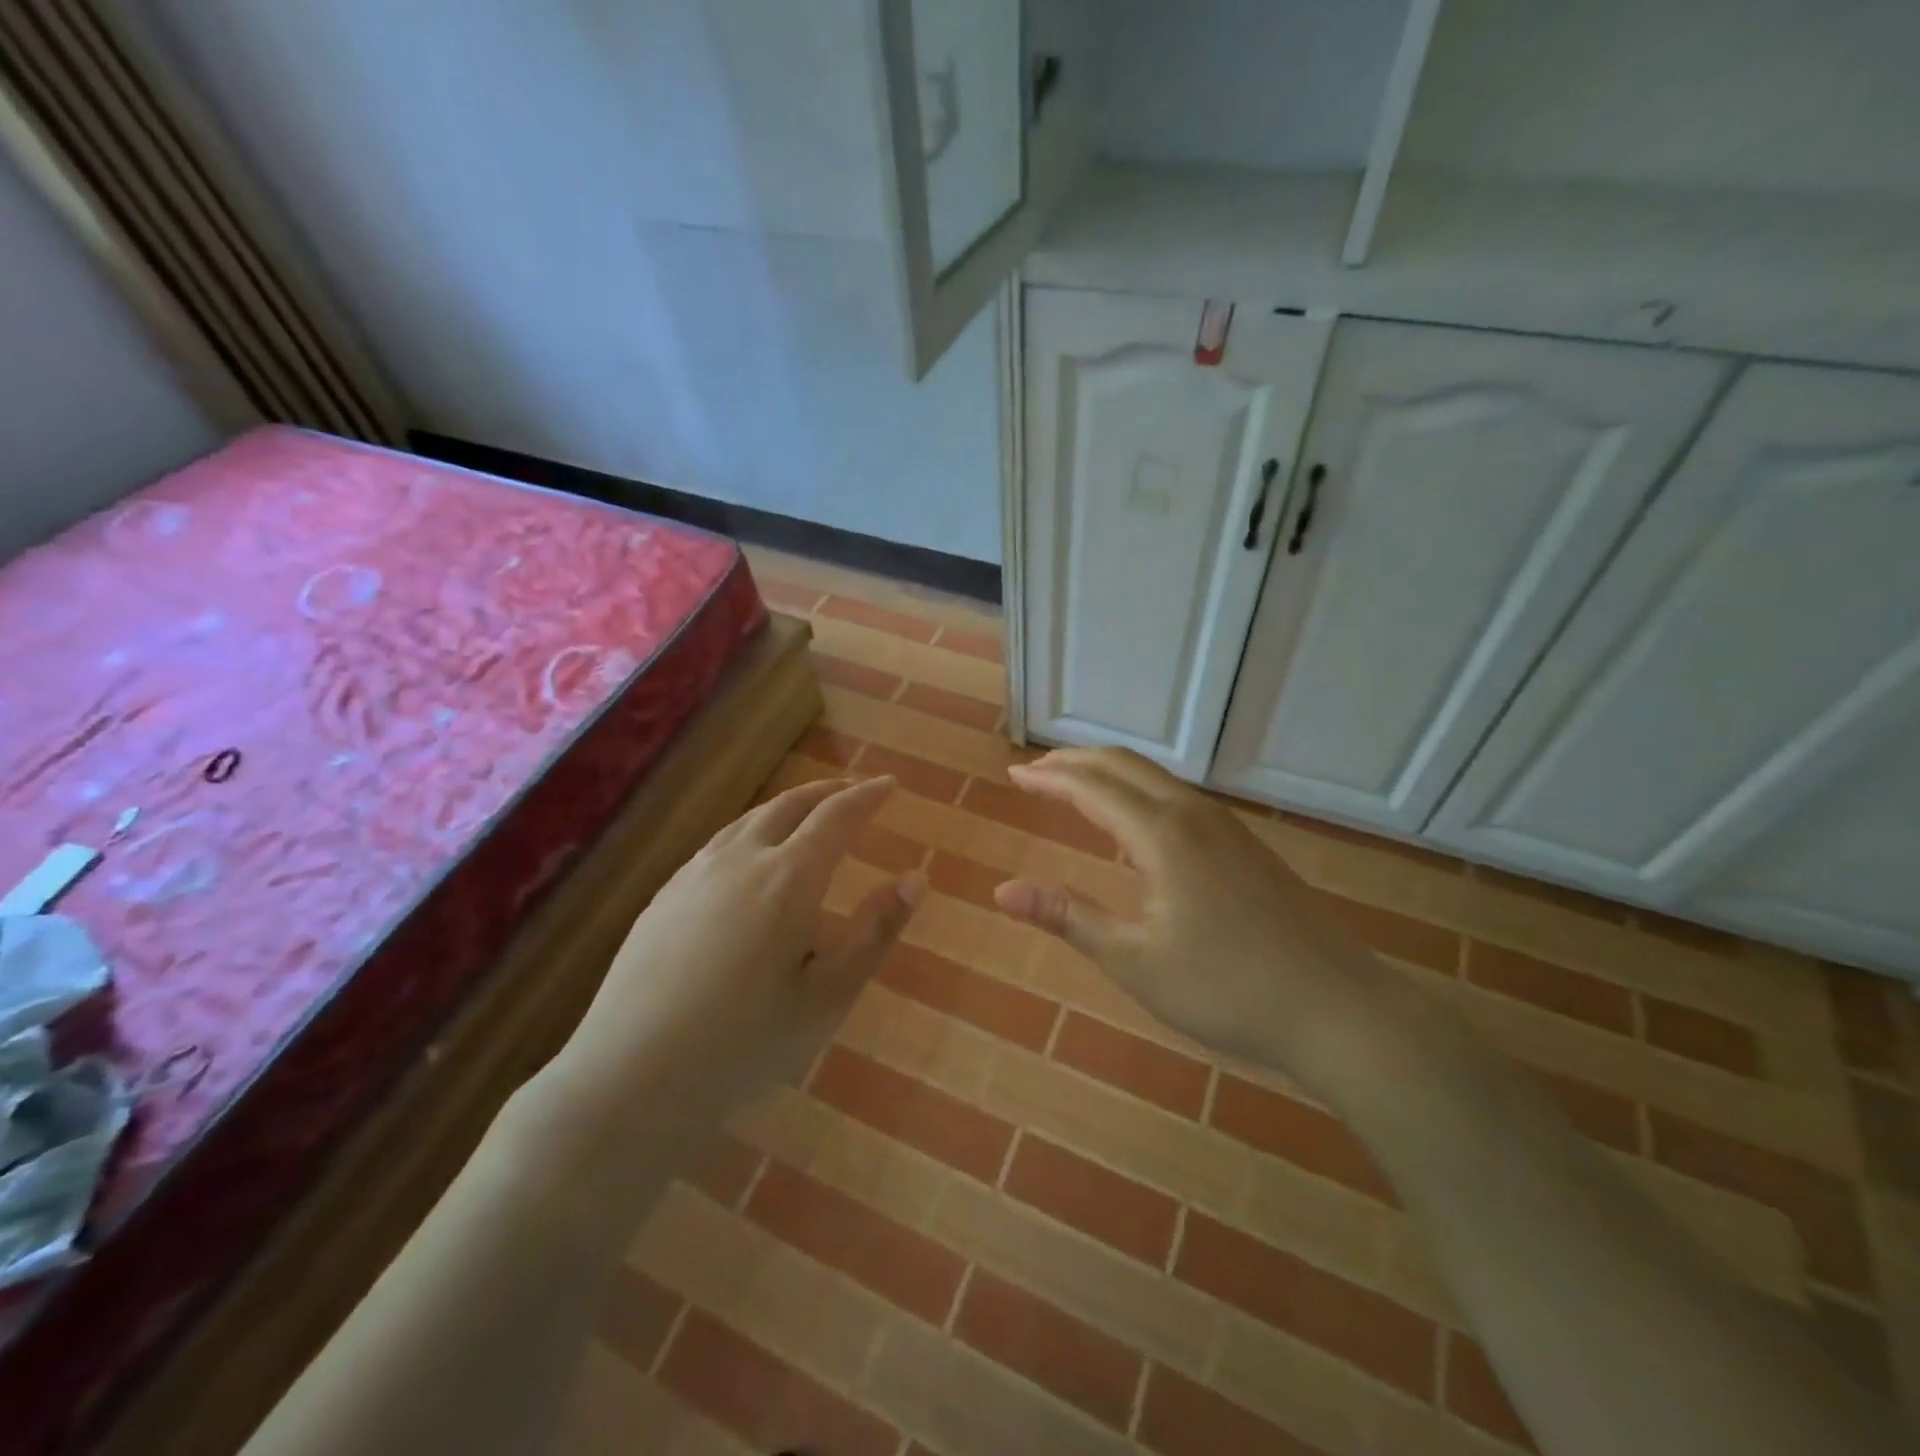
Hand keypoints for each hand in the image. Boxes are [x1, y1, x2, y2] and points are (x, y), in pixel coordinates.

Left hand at [534, 775, 920, 1177]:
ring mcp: (694, 875)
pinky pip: (718, 843)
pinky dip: (750, 831)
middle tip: (853, 791)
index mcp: (788, 878)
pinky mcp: (663, 896)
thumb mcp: (828, 995)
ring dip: (786, 807)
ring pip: (749, 820)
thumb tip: (917, 878)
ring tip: (806, 814)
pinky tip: (747, 857)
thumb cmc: (745, 1042)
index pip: (837, 817)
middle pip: (790, 806)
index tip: (889, 783)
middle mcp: (741, 860)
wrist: (631, 1076)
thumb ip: (875, 932)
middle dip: (828, 792)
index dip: (867, 796)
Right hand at [992, 748, 1388, 1086]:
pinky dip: (1138, 790)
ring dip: (1108, 772)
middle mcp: (1192, 814)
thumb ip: (1069, 917)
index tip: (1013, 776)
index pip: (1091, 787)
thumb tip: (1002, 891)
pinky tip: (1134, 822)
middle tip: (1034, 771)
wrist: (1338, 1008)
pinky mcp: (1244, 845)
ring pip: (1155, 777)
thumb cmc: (1227, 989)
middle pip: (1124, 765)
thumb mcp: (1135, 961)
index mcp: (1162, 834)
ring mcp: (1225, 827)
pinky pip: (1177, 796)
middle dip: (1074, 761)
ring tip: (1074, 785)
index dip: (1049, 778)